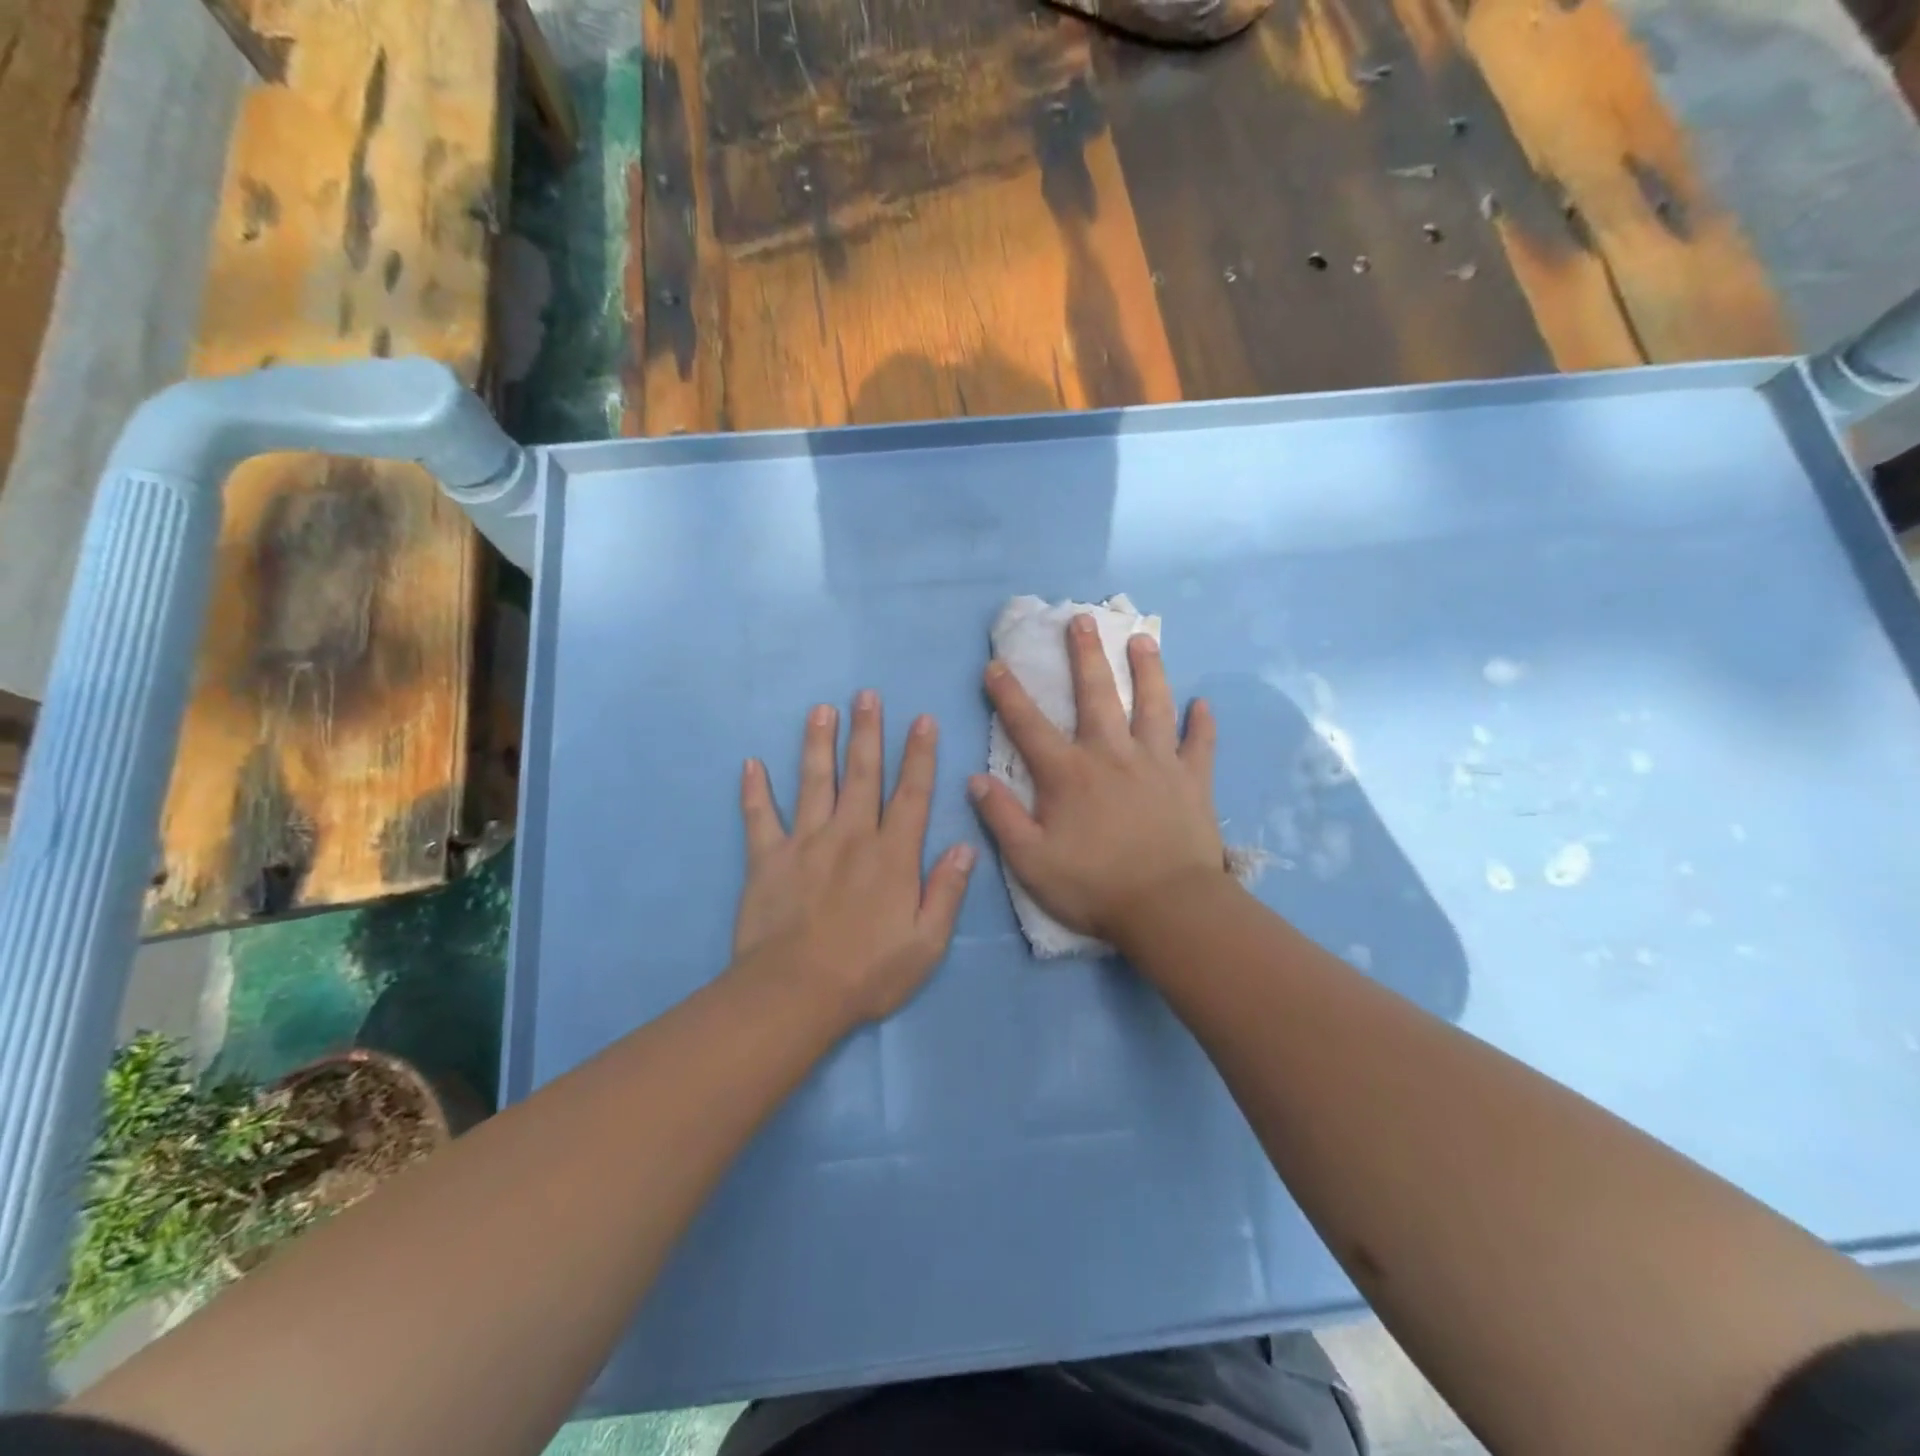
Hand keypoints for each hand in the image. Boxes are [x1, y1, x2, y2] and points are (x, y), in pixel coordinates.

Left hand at [736, 692, 975, 1024]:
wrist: (796, 994)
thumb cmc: (868, 972)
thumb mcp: (926, 943)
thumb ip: (947, 891)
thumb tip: (966, 846)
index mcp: (892, 855)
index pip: (912, 794)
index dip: (919, 755)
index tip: (921, 719)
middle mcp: (851, 836)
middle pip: (862, 774)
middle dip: (867, 732)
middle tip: (866, 695)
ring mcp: (806, 843)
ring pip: (814, 782)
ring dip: (818, 744)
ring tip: (821, 709)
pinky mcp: (768, 859)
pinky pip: (759, 818)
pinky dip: (754, 792)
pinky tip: (750, 764)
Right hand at [968, 615, 1229, 946]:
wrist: (1167, 908)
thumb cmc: (1093, 886)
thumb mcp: (1030, 861)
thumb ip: (1001, 817)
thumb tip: (974, 779)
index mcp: (1068, 774)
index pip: (1028, 725)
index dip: (1007, 694)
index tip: (995, 665)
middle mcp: (1112, 755)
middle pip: (1096, 695)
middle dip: (1086, 655)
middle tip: (1082, 619)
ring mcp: (1157, 763)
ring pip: (1153, 705)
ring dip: (1147, 670)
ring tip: (1143, 639)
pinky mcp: (1192, 781)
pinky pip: (1200, 745)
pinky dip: (1202, 724)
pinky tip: (1204, 704)